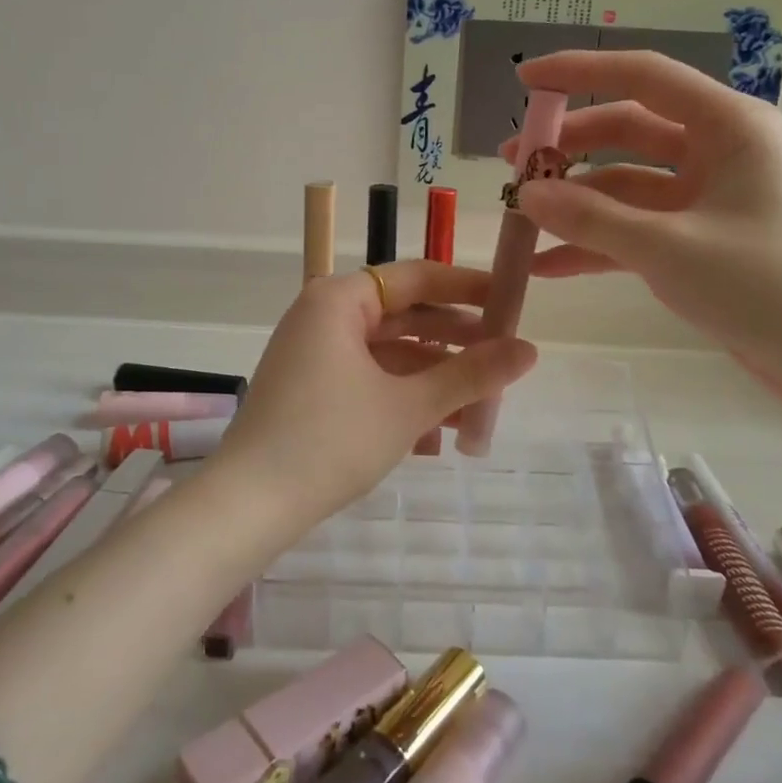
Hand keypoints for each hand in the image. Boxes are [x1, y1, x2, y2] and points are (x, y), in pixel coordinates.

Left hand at [212, 261, 536, 523]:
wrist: (250, 505)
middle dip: (454, 341)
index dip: (466, 287)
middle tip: (503, 358)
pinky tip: (441, 431)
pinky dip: (403, 396)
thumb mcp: (409, 406)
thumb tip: (531, 350)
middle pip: (403, 316)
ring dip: (434, 377)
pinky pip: (369, 379)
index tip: (510, 300)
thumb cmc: (331, 440)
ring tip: (481, 403)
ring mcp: (313, 354)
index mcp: (339, 300)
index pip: (415, 277)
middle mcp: (323, 316)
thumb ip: (471, 374)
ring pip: (388, 354)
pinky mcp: (311, 389)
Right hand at [500, 50, 781, 401]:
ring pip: (626, 184)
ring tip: (520, 219)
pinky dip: (596, 243)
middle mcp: (716, 151)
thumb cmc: (764, 284)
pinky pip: (636, 228)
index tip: (525, 81)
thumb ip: (590, 218)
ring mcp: (705, 198)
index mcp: (726, 126)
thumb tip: (526, 194)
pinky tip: (548, 266)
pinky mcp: (698, 240)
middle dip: (569, 147)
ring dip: (576, 201)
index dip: (580, 72)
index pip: (642, 77)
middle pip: (627, 132)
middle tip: (513, 166)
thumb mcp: (666, 247)